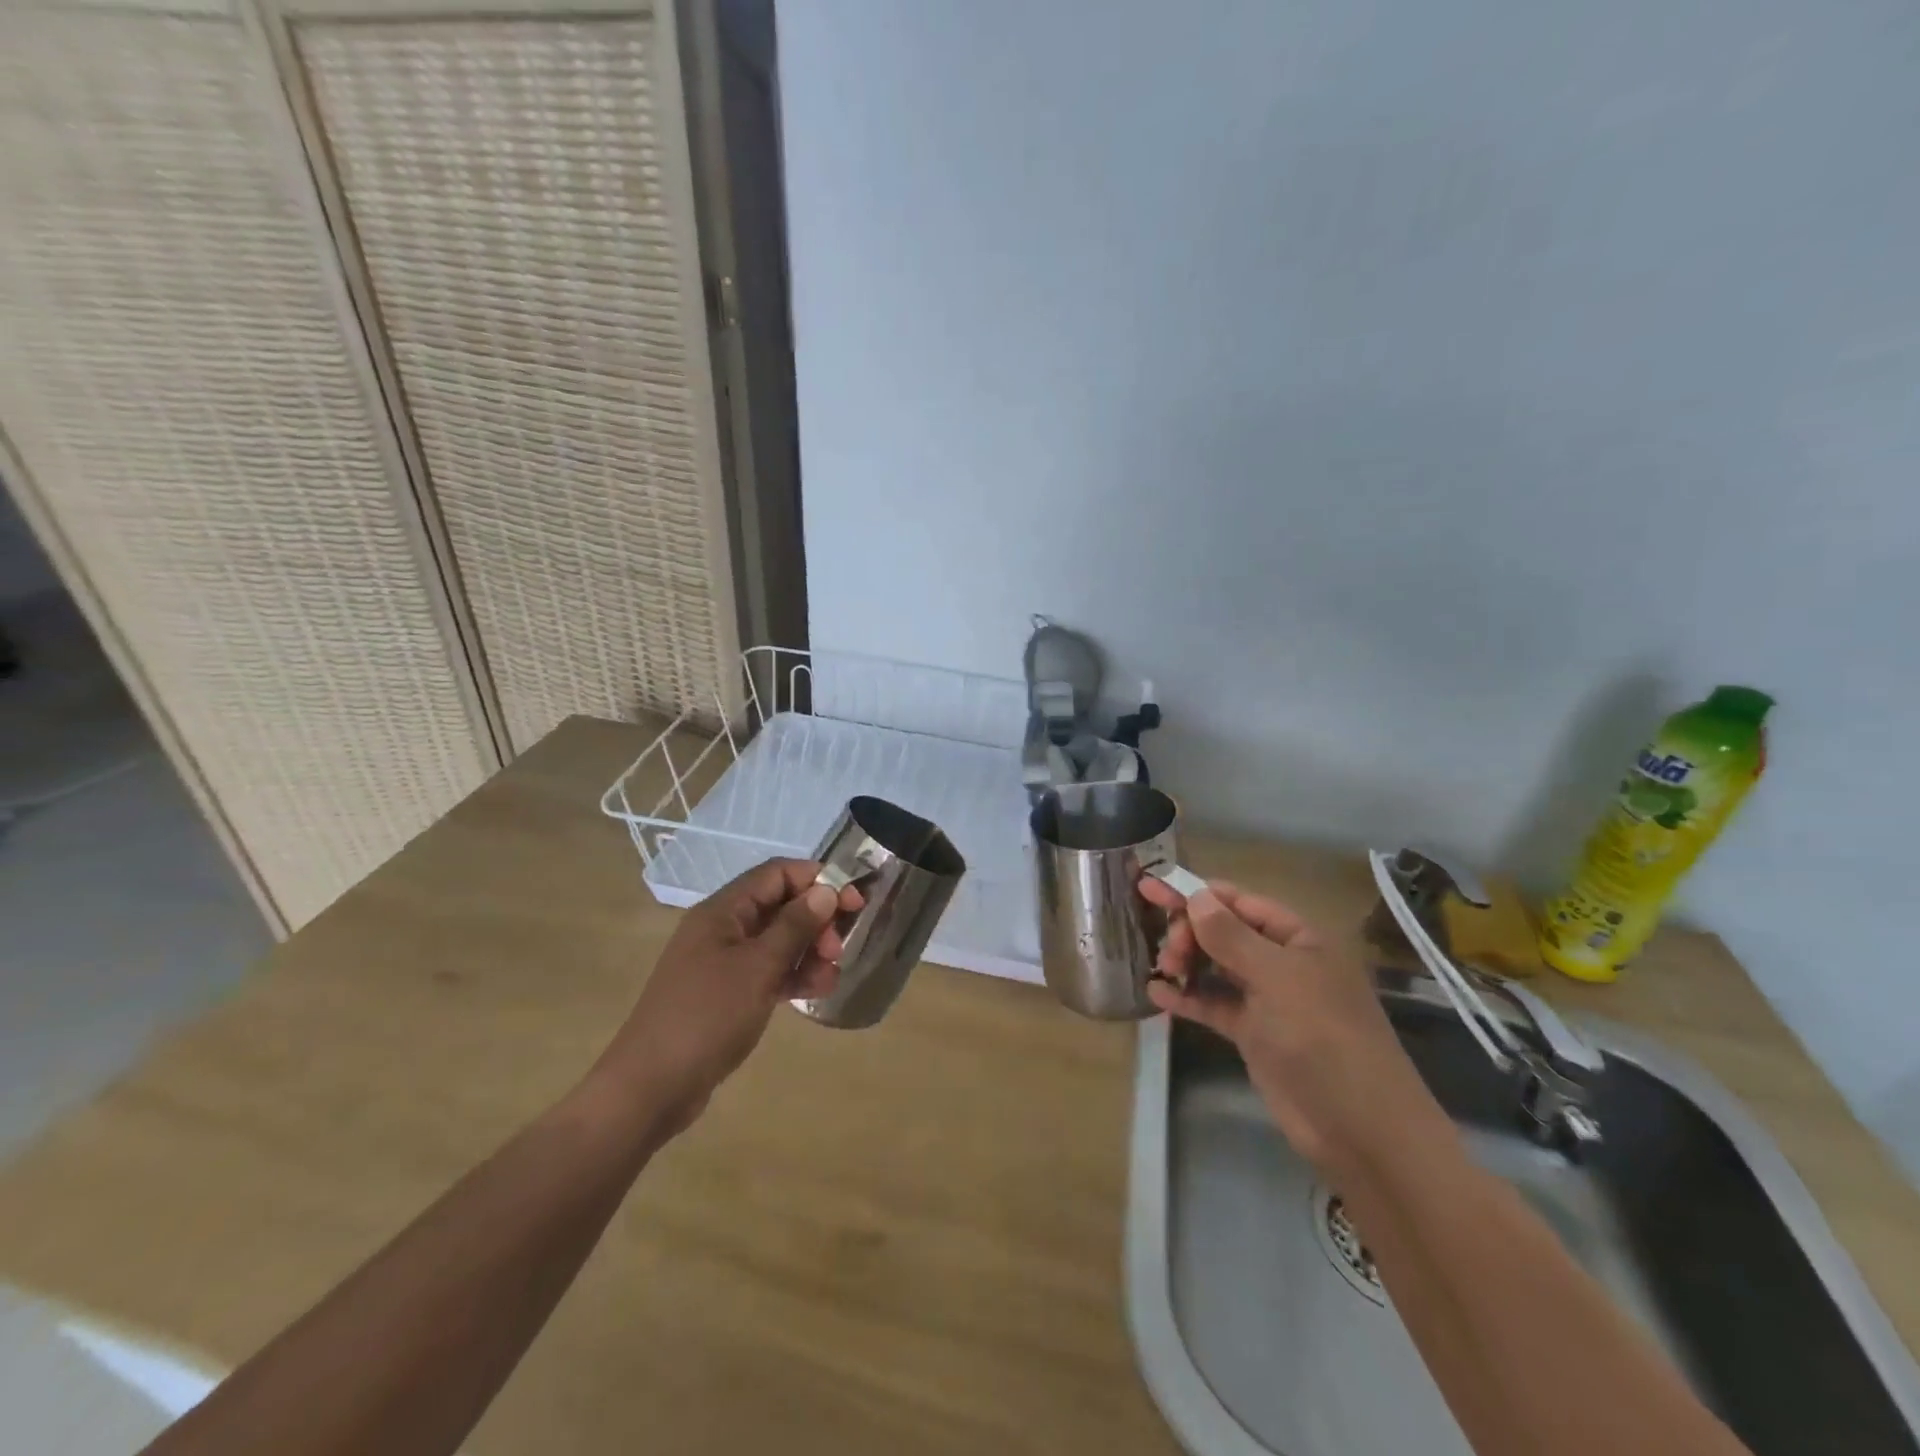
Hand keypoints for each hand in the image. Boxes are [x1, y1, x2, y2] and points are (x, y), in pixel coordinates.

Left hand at [595, 858, 862, 1136]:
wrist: (652, 1088)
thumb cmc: (706, 1017)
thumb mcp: (758, 968)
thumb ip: (794, 926)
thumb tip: (826, 890)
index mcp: (723, 910)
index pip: (778, 874)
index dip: (818, 880)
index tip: (854, 902)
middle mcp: (724, 928)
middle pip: (781, 906)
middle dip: (816, 921)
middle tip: (838, 949)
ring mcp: (725, 962)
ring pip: (779, 940)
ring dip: (810, 951)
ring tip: (831, 977)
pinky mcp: (728, 993)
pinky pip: (769, 970)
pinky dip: (794, 975)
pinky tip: (816, 991)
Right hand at [1141, 878, 1443, 1175]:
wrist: (1359, 1129)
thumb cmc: (1322, 1037)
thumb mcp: (1276, 979)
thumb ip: (1231, 936)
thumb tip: (1196, 896)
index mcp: (1299, 939)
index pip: (1241, 902)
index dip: (1197, 894)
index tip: (1152, 888)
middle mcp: (1283, 963)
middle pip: (1225, 932)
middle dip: (1191, 932)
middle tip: (1168, 950)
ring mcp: (1268, 1001)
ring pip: (1217, 967)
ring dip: (1187, 962)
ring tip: (1162, 969)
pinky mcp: (1254, 1034)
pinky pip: (1215, 1005)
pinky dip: (1188, 997)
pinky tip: (1157, 994)